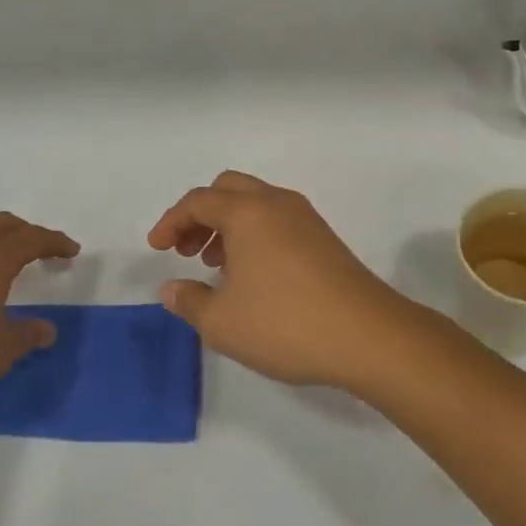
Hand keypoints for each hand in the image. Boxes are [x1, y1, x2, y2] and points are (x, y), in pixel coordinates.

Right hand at [147, 171, 433, 389]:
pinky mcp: (325, 239)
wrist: (368, 336)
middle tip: (186, 250)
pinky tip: (252, 276)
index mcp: (248, 213)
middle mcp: (277, 204)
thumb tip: (171, 289)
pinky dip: (254, 235)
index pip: (198, 201)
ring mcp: (306, 219)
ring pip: (255, 204)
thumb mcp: (223, 322)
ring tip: (217, 268)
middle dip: (200, 215)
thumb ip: (189, 301)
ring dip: (228, 225)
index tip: (157, 249)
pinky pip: (277, 220)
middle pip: (228, 189)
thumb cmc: (285, 324)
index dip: (170, 221)